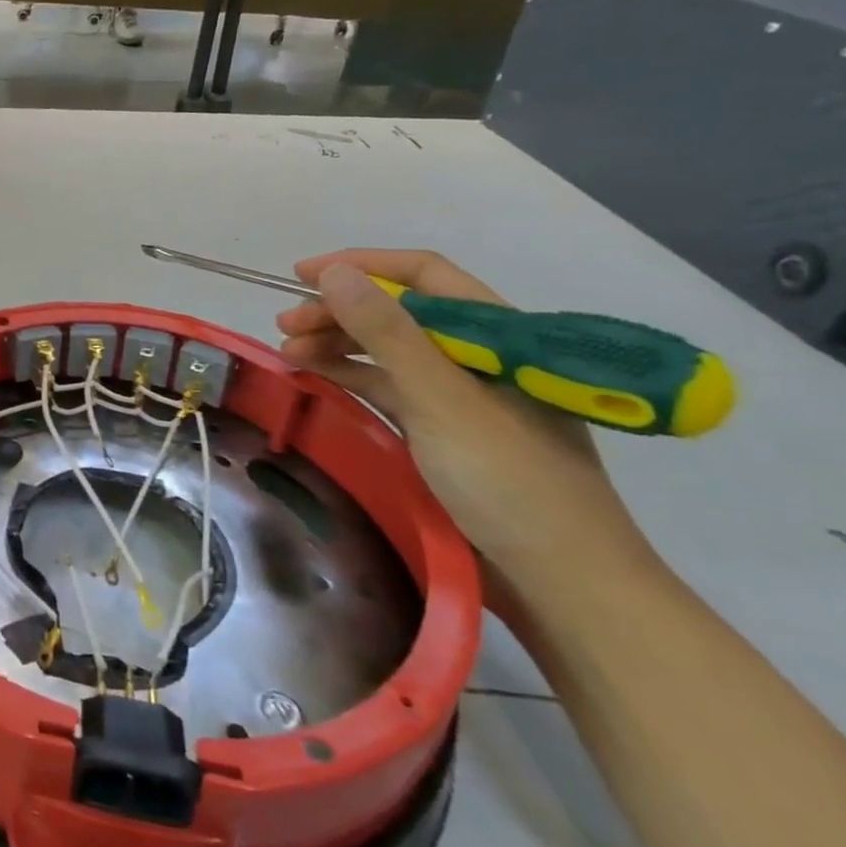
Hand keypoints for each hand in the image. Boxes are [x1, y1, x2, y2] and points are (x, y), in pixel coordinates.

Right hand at [275, 250, 651, 585]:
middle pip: (400, 313)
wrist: (561, 580)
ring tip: (289, 354)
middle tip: (284, 325)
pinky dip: (351, 376)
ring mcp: (461, 394)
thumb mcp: (440, 400)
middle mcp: (479, 356)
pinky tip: (317, 377)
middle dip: (339, 311)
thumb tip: (336, 272)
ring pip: (389, 349)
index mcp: (498, 335)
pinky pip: (389, 386)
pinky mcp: (444, 428)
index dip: (362, 266)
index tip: (302, 275)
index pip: (424, 275)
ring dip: (338, 343)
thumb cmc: (507, 480)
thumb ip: (387, 333)